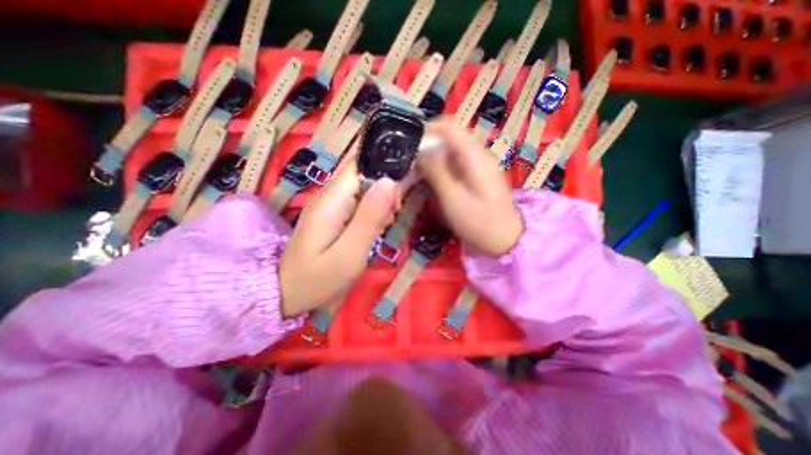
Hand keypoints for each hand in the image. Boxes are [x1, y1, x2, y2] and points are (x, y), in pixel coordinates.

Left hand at [281, 160, 399, 316]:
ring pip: (363, 190)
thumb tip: (389, 181)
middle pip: (364, 176)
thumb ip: (369, 217)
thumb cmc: (318, 278)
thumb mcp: (350, 252)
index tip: (395, 200)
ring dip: (379, 205)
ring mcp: (329, 204)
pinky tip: (370, 232)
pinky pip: (357, 203)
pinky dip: (370, 214)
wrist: (285, 293)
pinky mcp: (332, 214)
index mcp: (331, 199)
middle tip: (388, 221)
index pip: (360, 164)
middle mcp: (328, 195)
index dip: (383, 173)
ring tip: (379, 230)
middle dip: (384, 194)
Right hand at [415, 119, 521, 255]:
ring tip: (418, 173)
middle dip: (428, 146)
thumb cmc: (479, 222)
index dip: (428, 130)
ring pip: (452, 150)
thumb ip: (436, 171)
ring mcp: (480, 164)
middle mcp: (479, 154)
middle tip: (411, 163)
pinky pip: (457, 162)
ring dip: (434, 157)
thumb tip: (421, 149)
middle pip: (450, 137)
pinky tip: (433, 180)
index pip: (449, 127)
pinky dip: (442, 166)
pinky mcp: (478, 175)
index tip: (410, 145)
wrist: (506, 239)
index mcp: (474, 156)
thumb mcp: (453, 198)